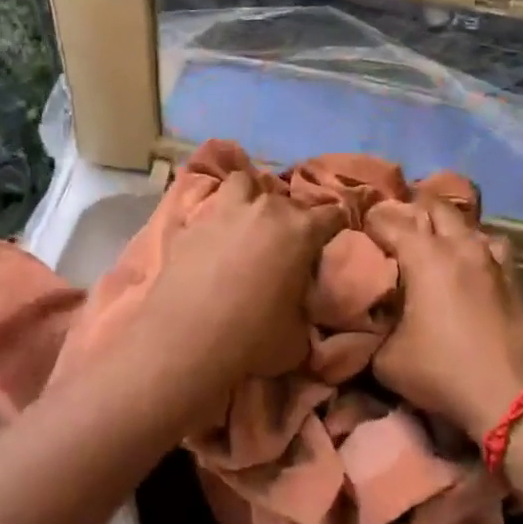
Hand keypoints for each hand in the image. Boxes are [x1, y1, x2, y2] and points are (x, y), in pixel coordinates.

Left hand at [134, 170, 346, 387]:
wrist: (187, 341)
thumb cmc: (253, 338)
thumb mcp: (298, 332)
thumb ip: (304, 303)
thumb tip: (299, 301)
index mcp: (300, 230)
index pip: (332, 214)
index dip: (335, 225)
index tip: (332, 237)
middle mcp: (264, 210)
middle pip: (285, 198)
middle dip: (290, 214)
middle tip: (286, 239)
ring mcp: (222, 211)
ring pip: (242, 182)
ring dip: (249, 195)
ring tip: (247, 218)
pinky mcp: (188, 225)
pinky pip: (204, 211)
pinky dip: (211, 220)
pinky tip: (208, 238)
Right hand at [367, 195, 522, 436]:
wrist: (517, 398)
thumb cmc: (445, 372)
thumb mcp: (387, 360)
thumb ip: (372, 332)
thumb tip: (366, 323)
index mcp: (425, 255)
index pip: (390, 221)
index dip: (371, 222)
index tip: (359, 231)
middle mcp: (460, 246)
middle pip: (435, 206)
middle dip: (413, 210)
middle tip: (396, 228)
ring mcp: (493, 259)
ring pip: (468, 223)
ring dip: (449, 227)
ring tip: (435, 242)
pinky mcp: (516, 278)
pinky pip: (491, 247)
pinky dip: (476, 248)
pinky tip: (471, 266)